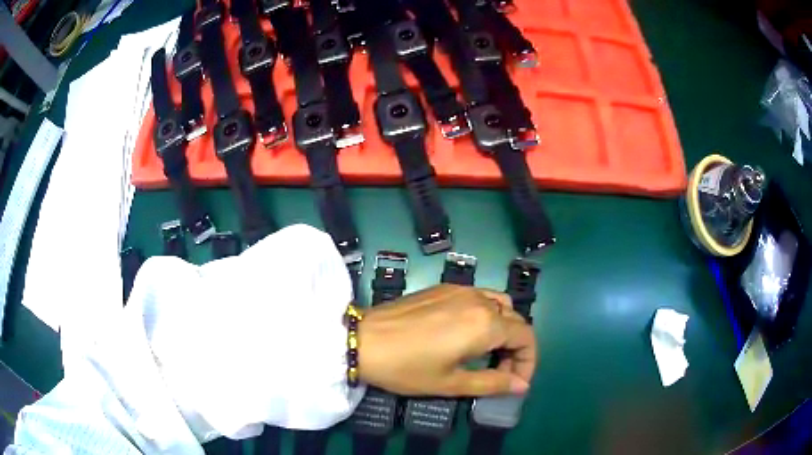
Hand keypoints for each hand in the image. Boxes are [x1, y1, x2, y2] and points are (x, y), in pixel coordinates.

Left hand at [357, 284, 536, 396]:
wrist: (362, 340)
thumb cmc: (407, 368)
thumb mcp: (451, 383)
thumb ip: (493, 383)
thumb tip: (521, 385)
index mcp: (485, 324)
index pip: (526, 337)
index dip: (528, 361)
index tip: (516, 382)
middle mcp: (479, 299)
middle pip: (515, 320)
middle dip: (516, 348)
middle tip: (502, 373)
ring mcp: (460, 289)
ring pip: (498, 304)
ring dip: (503, 329)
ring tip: (487, 353)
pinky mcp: (442, 287)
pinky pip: (478, 297)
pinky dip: (485, 315)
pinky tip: (465, 334)